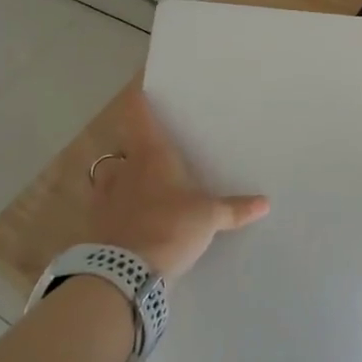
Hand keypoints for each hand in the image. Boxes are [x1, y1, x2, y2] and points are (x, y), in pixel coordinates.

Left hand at [82, 92, 268, 278]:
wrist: (123, 272)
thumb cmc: (170, 227)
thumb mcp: (209, 218)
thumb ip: (234, 209)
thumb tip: (265, 202)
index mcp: (152, 154)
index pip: (138, 113)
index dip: (138, 98)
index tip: (140, 88)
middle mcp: (124, 166)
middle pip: (124, 143)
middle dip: (136, 145)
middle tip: (153, 149)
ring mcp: (105, 194)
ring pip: (110, 174)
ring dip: (120, 176)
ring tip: (137, 184)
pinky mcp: (96, 222)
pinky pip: (105, 205)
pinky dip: (115, 207)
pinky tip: (128, 217)